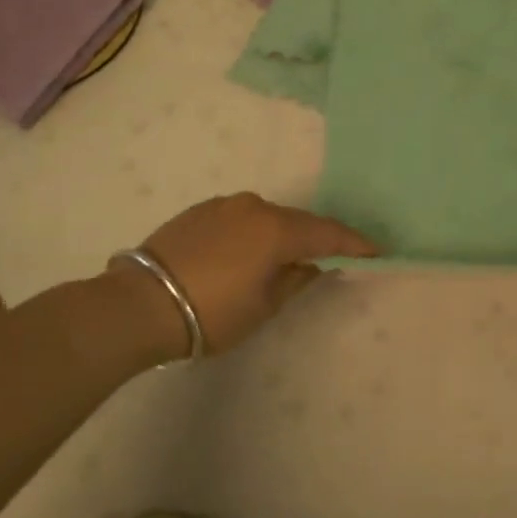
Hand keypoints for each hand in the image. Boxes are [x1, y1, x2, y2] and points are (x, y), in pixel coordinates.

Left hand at [123, 192, 377, 355]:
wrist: (140, 304)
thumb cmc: (211, 312)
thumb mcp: (263, 306)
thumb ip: (294, 281)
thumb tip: (312, 265)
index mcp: (276, 229)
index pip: (327, 233)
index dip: (354, 243)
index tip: (376, 250)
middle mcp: (254, 206)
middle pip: (297, 222)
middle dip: (315, 239)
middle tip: (332, 257)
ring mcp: (224, 205)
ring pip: (266, 218)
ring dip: (280, 235)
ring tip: (283, 259)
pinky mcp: (199, 211)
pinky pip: (240, 218)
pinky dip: (252, 233)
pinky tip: (245, 254)